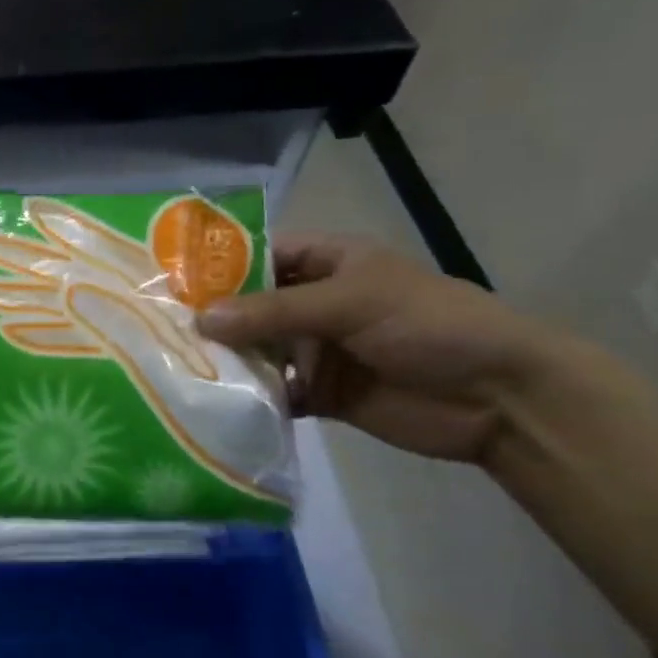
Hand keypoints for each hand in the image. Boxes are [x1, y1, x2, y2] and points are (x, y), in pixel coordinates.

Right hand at [196, 235, 553, 462]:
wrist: (500, 400)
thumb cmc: (429, 326)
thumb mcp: (350, 303)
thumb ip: (274, 311)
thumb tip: (200, 320)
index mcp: (327, 263)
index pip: (259, 255)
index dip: (216, 266)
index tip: (166, 283)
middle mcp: (314, 303)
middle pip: (249, 306)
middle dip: (211, 319)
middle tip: (156, 331)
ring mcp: (315, 349)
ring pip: (256, 350)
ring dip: (225, 360)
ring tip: (172, 367)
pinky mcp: (319, 392)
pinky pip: (273, 391)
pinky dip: (248, 397)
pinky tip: (212, 403)